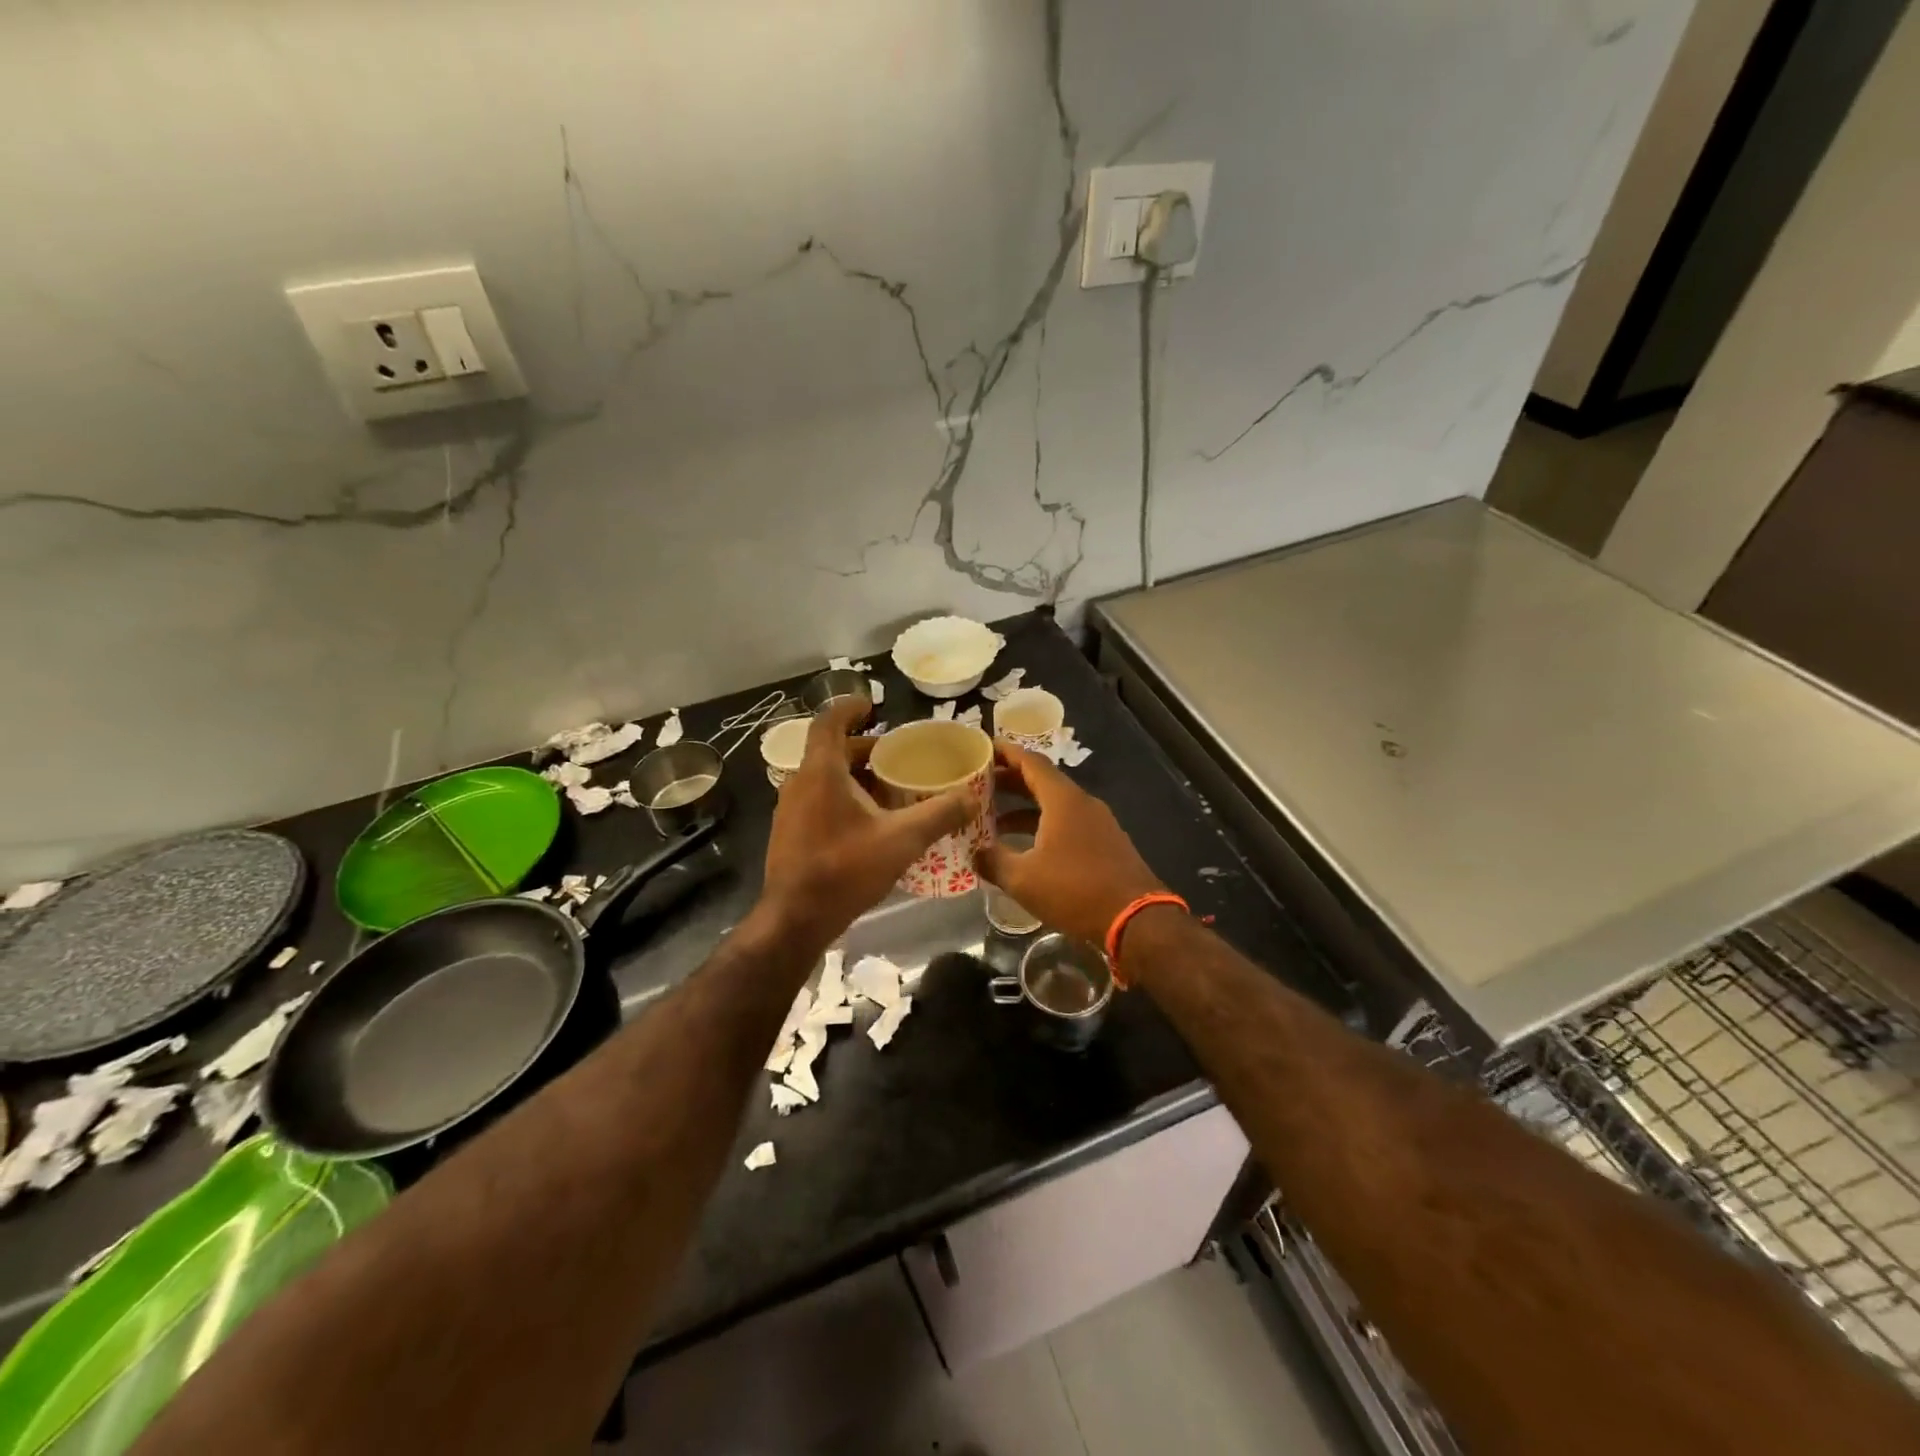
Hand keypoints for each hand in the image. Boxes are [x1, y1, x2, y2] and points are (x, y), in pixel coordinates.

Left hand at [759, 700, 971, 949]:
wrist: (795, 920)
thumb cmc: (845, 869)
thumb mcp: (902, 840)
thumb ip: (940, 814)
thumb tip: (972, 797)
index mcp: (821, 772)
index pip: (829, 722)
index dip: (849, 708)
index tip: (872, 706)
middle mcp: (799, 783)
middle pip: (830, 751)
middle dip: (864, 749)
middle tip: (896, 757)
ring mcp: (789, 810)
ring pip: (824, 778)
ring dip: (855, 776)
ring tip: (890, 790)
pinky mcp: (789, 833)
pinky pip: (818, 801)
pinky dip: (843, 798)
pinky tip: (869, 824)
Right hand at [976, 743, 1165, 947]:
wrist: (1136, 920)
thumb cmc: (1075, 890)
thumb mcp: (1023, 879)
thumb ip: (994, 862)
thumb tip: (975, 853)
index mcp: (1063, 800)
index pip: (1031, 762)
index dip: (1006, 753)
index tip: (983, 749)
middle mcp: (1082, 803)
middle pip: (1042, 781)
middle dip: (1010, 781)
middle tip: (980, 786)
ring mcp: (1098, 822)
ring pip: (1055, 804)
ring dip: (1025, 808)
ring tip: (994, 821)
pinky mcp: (1106, 843)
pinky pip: (1068, 822)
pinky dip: (1043, 825)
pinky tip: (1026, 846)